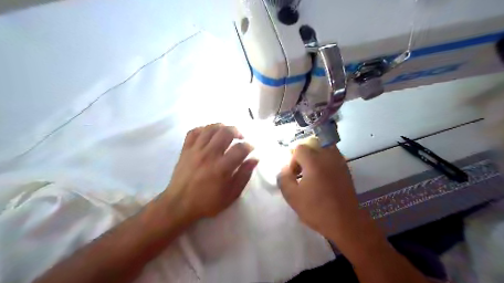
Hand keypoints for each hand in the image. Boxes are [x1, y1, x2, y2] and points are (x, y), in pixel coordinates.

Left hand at [161, 124, 257, 222]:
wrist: (179, 204)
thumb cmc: (207, 202)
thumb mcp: (231, 195)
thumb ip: (244, 176)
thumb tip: (254, 159)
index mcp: (222, 167)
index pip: (240, 149)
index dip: (249, 146)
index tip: (251, 149)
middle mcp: (209, 155)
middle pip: (226, 132)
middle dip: (237, 131)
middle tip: (240, 138)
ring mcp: (195, 150)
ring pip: (211, 128)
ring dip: (222, 127)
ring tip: (226, 133)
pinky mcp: (185, 149)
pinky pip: (194, 131)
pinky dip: (203, 129)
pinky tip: (209, 134)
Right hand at [278, 144, 375, 251]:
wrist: (345, 222)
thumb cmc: (317, 209)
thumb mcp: (292, 196)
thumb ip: (284, 178)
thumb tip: (285, 169)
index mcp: (314, 160)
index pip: (299, 148)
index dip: (293, 161)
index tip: (294, 176)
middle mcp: (328, 156)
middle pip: (312, 145)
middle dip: (304, 157)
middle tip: (302, 173)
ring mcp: (339, 161)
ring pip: (324, 148)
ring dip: (315, 157)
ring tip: (313, 174)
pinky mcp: (346, 169)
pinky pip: (332, 157)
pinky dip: (325, 162)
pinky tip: (323, 178)